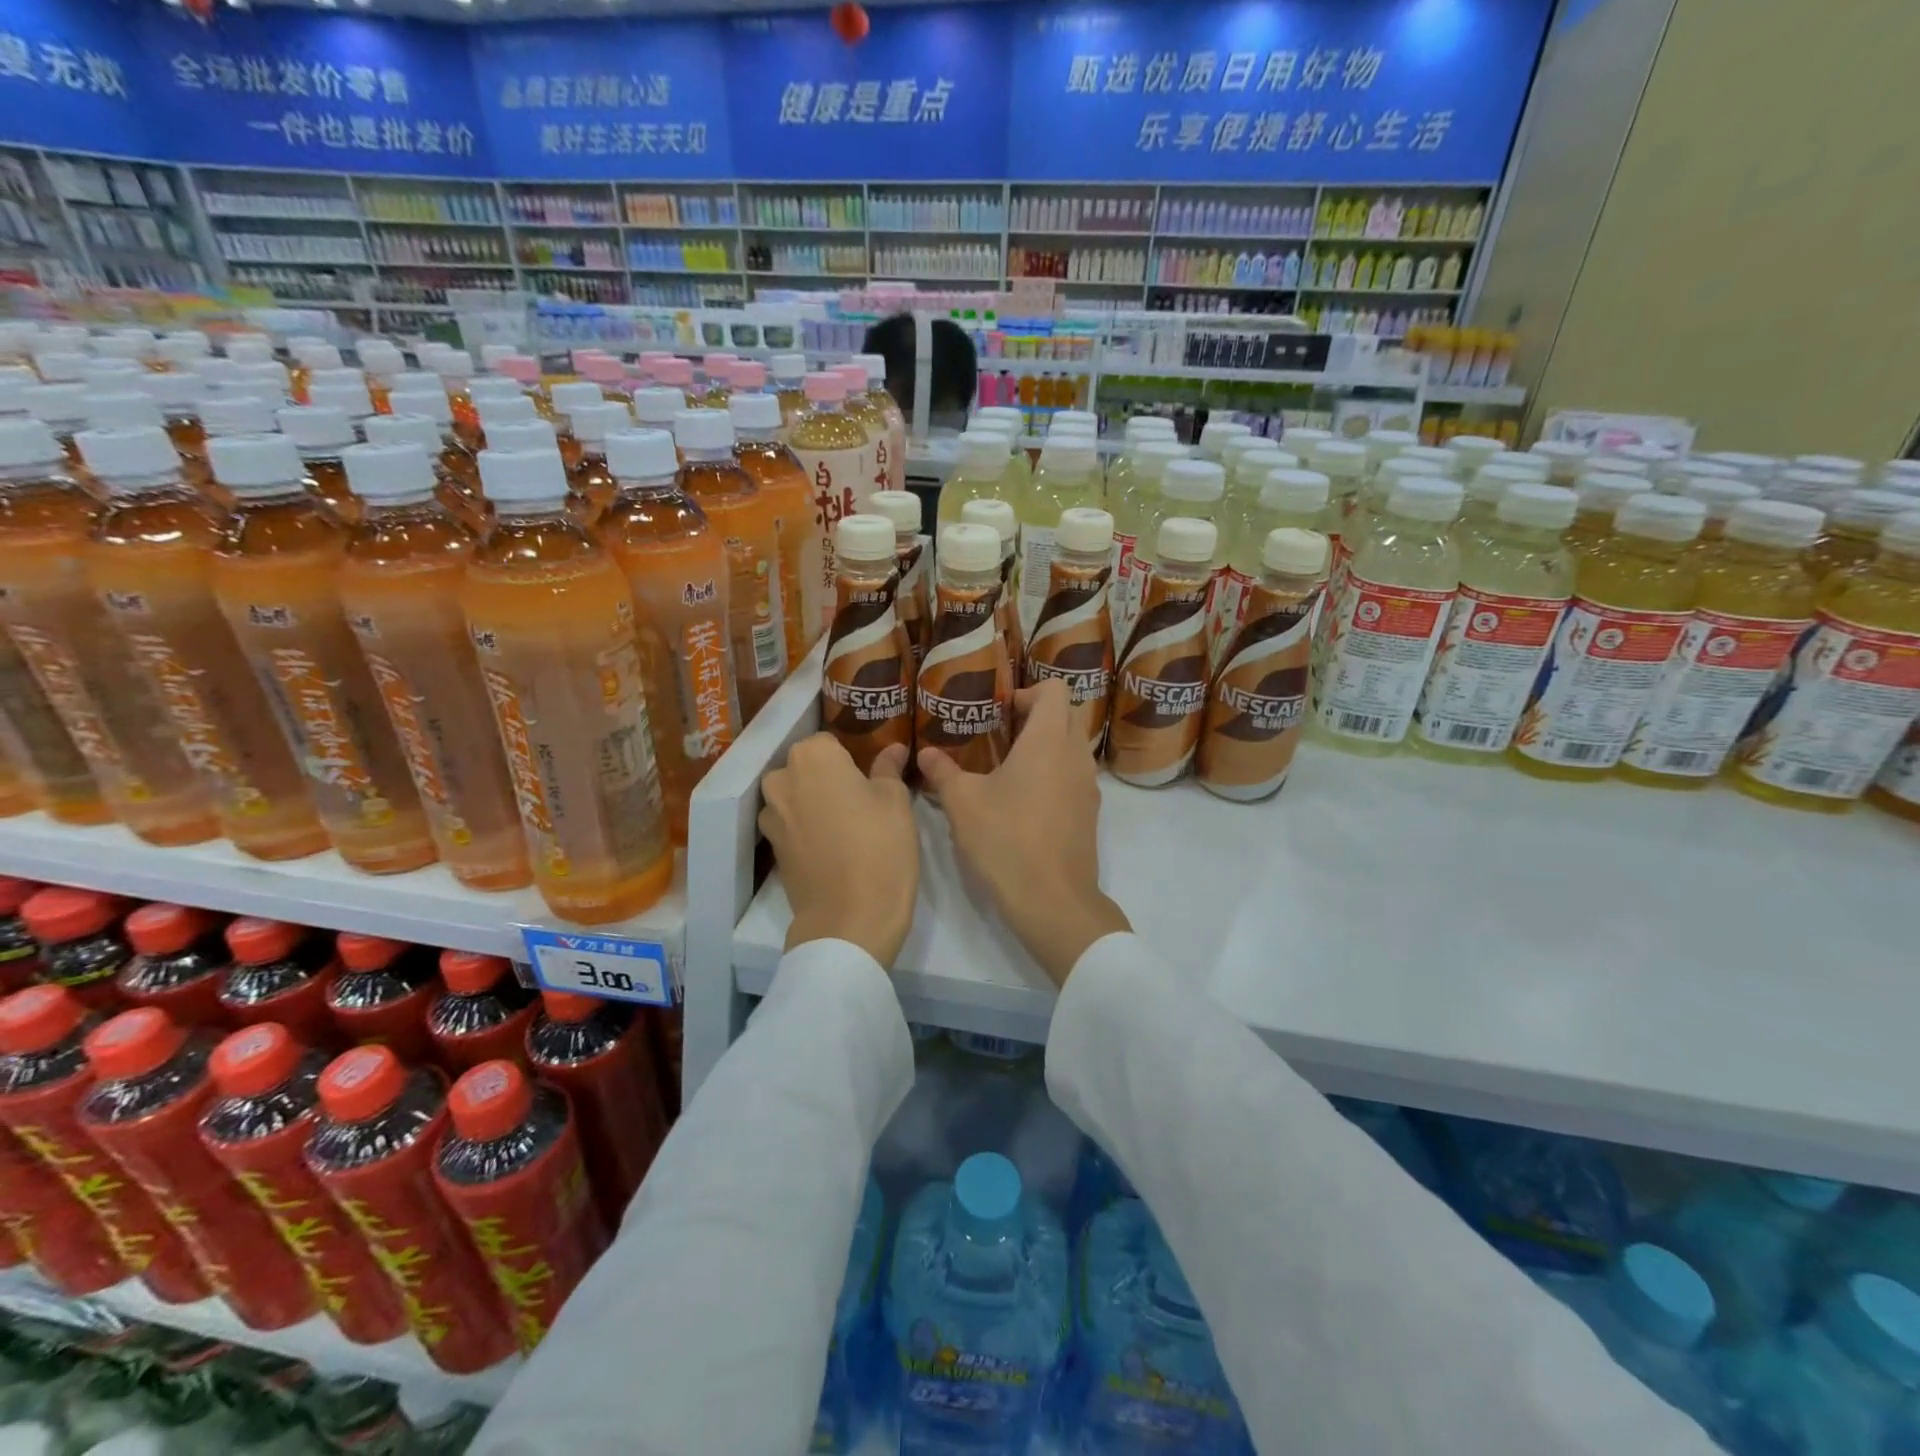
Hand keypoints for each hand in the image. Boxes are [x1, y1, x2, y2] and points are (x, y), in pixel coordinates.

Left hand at [760, 736, 917, 967]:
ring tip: (847, 825)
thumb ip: (888, 768)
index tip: (870, 776)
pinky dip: (807, 829)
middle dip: (829, 778)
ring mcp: (771, 815)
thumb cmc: (880, 847)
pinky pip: (791, 824)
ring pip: (796, 795)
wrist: (849, 918)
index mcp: (813, 757)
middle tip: (862, 799)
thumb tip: (893, 748)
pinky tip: (833, 847)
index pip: (830, 742)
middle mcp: (782, 779)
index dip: (851, 757)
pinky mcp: (772, 847)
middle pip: (807, 767)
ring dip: (815, 802)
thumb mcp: (896, 801)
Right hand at [917, 680, 1129, 987]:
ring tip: (1010, 763)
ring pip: (1073, 745)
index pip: (1053, 689)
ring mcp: (1088, 785)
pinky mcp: (1090, 811)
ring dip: (1047, 743)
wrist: (1052, 900)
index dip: (1027, 691)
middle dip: (1037, 714)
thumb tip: (925, 754)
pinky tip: (1025, 797)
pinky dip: (1055, 771)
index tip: (999, 710)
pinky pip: (1075, 774)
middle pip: (1067, 713)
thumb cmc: (1006, 840)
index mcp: (1048, 740)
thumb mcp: (962, 803)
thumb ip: (942, 772)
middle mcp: (1075, 754)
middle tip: (1001, 731)